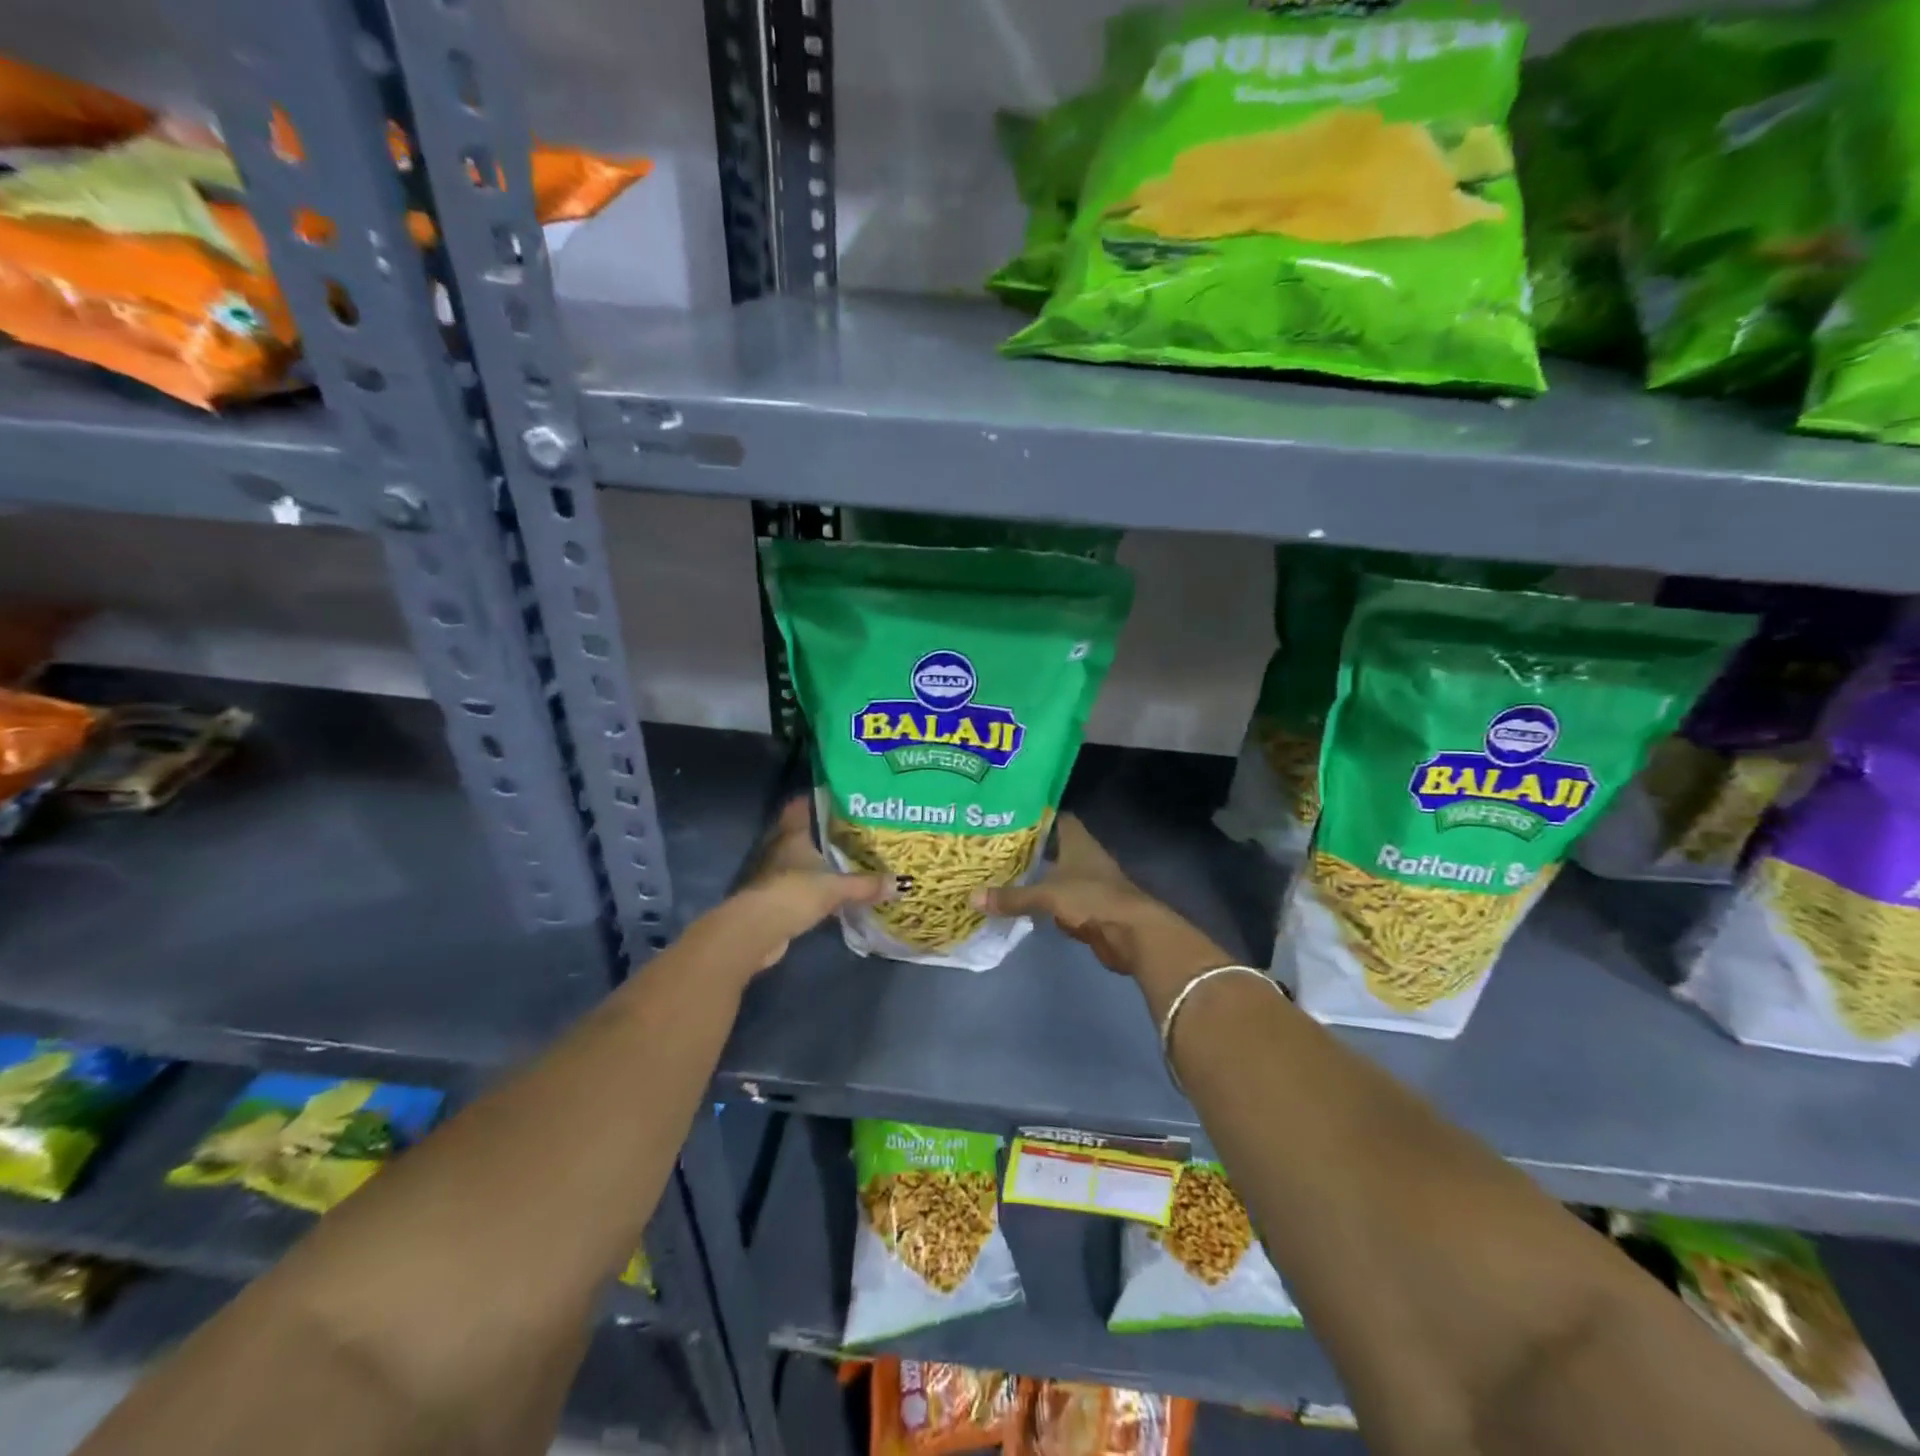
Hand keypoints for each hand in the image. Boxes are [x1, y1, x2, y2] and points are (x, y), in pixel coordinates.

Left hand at [707, 797, 891, 972]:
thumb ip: (866, 885)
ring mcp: (774, 874)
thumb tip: (900, 883)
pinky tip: (834, 890)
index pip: (800, 806)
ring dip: (819, 861)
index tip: (840, 796)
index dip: (816, 798)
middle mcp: (780, 849)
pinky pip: (800, 885)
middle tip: (854, 829)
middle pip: (802, 833)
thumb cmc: (794, 894)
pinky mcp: (775, 898)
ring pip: (801, 860)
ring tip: (849, 858)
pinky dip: (815, 886)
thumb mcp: (836, 888)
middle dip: (824, 832)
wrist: (757, 932)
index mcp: (792, 835)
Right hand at [972, 816, 1225, 996]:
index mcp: (1077, 841)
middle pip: (1052, 846)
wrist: (1132, 934)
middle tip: (992, 845)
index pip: (1055, 817)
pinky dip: (1041, 901)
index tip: (1007, 815)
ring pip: (1054, 873)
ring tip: (998, 872)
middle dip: (1027, 847)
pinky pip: (1057, 900)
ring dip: (1033, 875)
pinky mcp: (1086, 908)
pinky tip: (1018, 902)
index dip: (1035, 814)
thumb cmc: (1092, 899)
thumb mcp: (1047, 894)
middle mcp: (1082, 857)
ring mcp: (1086, 883)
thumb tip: (972, 897)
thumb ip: (1012, 897)